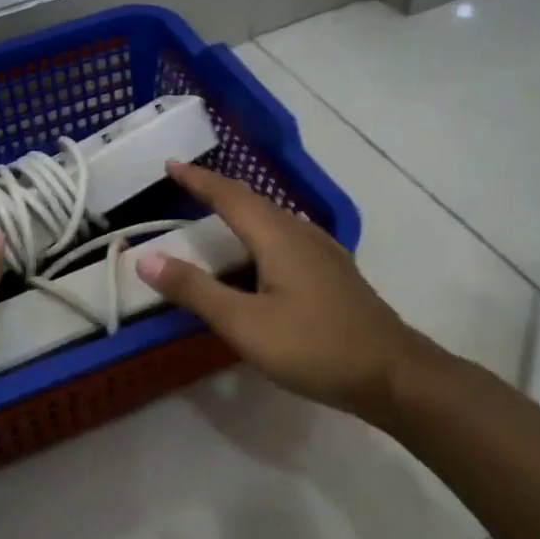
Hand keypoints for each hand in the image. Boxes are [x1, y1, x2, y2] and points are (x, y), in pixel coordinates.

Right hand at [135, 161, 454, 423]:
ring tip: (214, 218)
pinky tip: (258, 258)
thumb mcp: (245, 324)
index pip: (230, 196)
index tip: (170, 164)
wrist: (392, 374)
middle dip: (217, 191)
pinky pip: (286, 238)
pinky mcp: (334, 273)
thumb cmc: (315, 347)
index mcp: (278, 237)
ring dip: (240, 212)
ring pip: (273, 219)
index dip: (198, 179)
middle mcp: (302, 234)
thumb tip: (146, 259)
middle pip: (254, 201)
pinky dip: (259, 234)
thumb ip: (196, 291)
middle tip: (186, 188)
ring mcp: (324, 252)